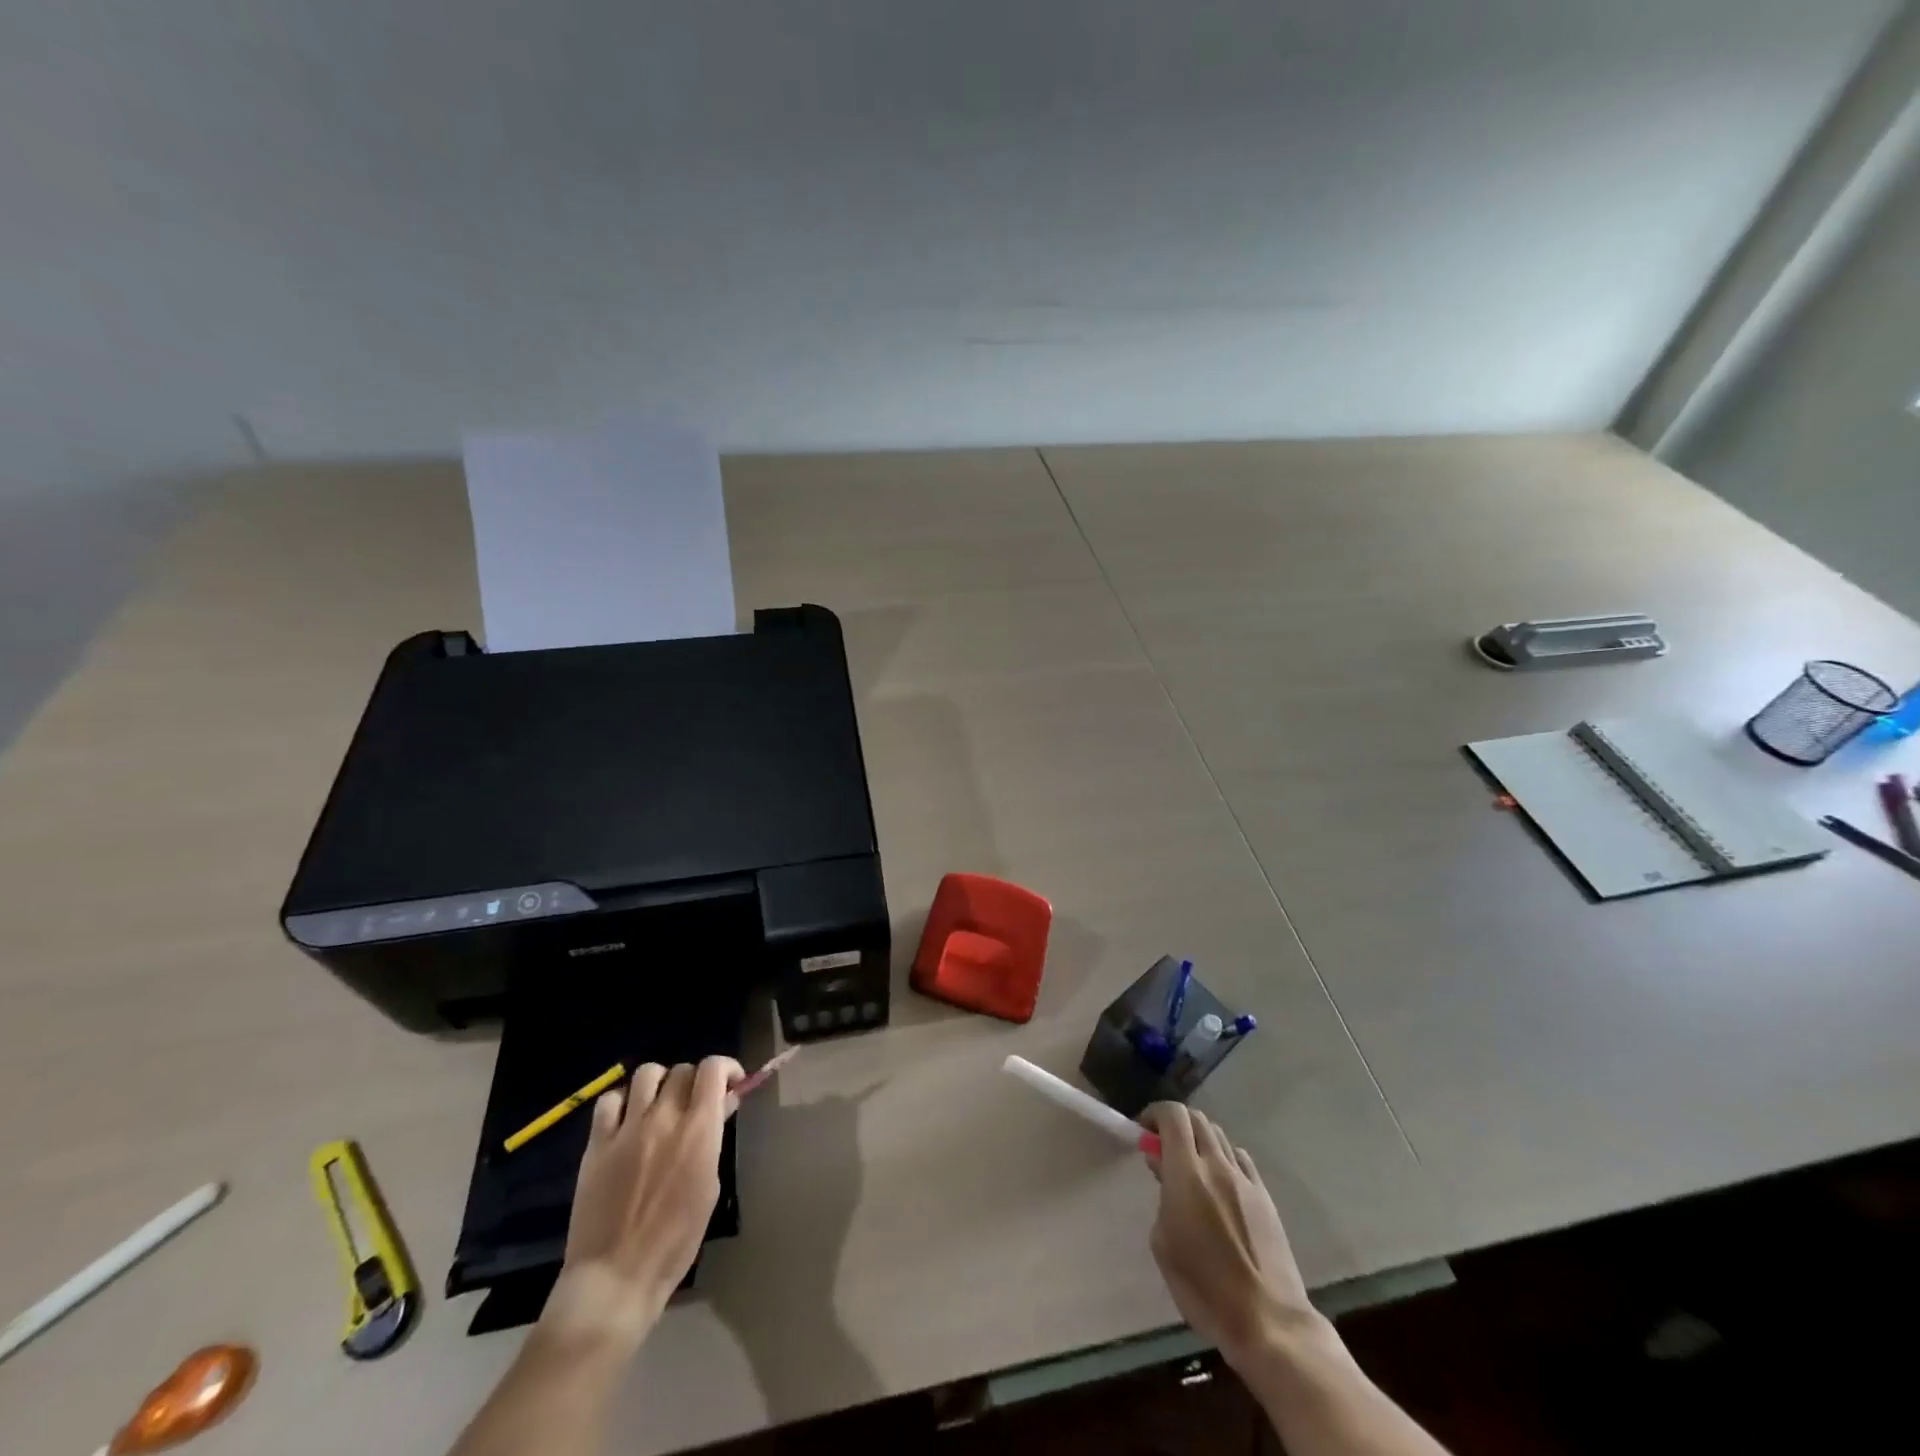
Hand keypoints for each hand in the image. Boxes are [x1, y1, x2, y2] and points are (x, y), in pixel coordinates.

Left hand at [542, 1057, 742, 1354]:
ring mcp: (627, 1129)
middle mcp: (664, 1118)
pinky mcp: (597, 1144)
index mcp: (698, 1131)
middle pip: (683, 1070)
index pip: (712, 1069)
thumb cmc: (675, 1242)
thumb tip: (721, 1105)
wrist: (616, 1278)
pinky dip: (623, 1101)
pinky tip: (628, 1120)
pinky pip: (609, 1101)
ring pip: (647, 1073)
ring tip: (661, 1104)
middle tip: (696, 1104)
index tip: (730, 1084)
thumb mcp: (708, 1187)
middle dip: (695, 1081)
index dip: (725, 1067)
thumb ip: (713, 1139)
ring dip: (661, 1083)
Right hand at [1144, 1102, 1324, 1367]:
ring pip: (1219, 1136)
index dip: (1155, 1114)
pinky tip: (1220, 1185)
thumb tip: (1163, 1168)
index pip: (1173, 1115)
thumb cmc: (1204, 1288)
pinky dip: (1224, 1158)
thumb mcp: (1164, 1244)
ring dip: (1199, 1140)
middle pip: (1197, 1118)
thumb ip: (1162, 1196)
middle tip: (1163, 1149)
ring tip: (1191, 1168)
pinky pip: (1240, 1159)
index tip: (1144, 1132)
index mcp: (1187, 1174)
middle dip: (1176, 1125)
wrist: (1268, 1320)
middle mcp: (1217, 1166)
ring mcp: (1245, 1180)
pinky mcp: (1265, 1197)